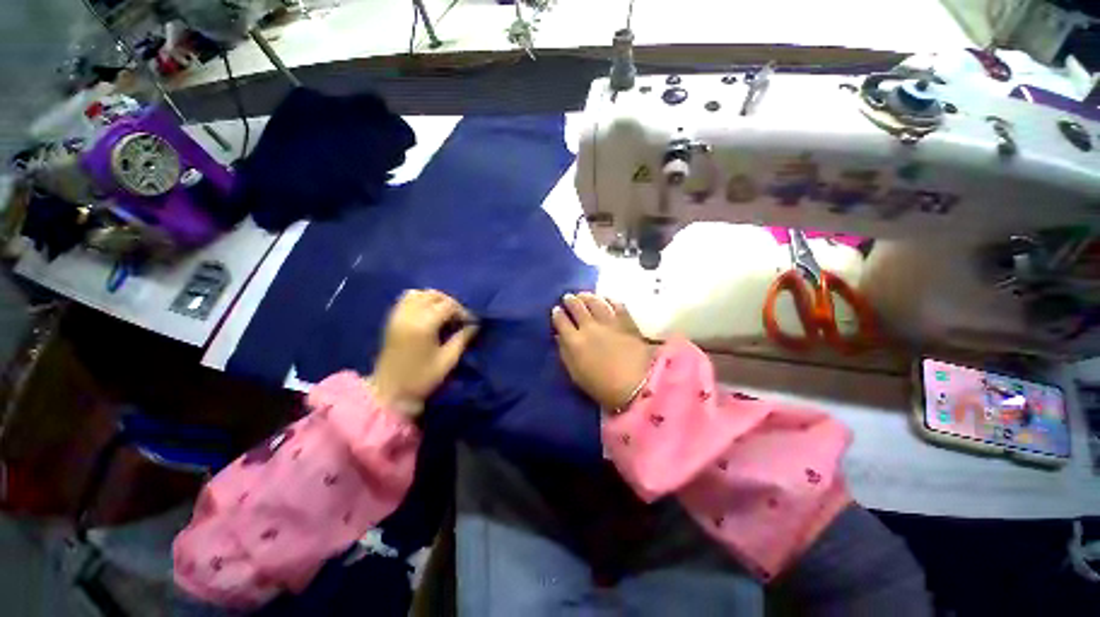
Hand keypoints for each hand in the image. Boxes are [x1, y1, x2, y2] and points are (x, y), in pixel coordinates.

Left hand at [370, 290, 478, 417]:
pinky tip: (428, 313)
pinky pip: (407, 299)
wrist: (389, 391)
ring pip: (420, 293)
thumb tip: (474, 325)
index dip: (463, 311)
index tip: (470, 322)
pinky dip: (420, 300)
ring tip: (445, 314)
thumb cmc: (421, 378)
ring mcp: (398, 315)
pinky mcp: (392, 319)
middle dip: (451, 303)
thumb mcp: (447, 361)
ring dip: (435, 299)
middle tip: (459, 318)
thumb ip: (462, 339)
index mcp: (424, 325)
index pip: (448, 305)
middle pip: (434, 295)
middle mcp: (409, 315)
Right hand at [552, 292, 652, 409]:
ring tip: (583, 295)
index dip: (557, 314)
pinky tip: (607, 298)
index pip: (561, 321)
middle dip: (570, 300)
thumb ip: (566, 354)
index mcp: (574, 341)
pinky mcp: (626, 321)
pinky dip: (610, 300)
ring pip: (595, 302)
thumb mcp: (577, 375)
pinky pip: (617, 305)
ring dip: (587, 296)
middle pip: (577, 307)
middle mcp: (589, 326)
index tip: (556, 310)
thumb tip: (560, 337)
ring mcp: (609, 322)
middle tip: (568, 297)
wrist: (638, 385)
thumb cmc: (603, 387)